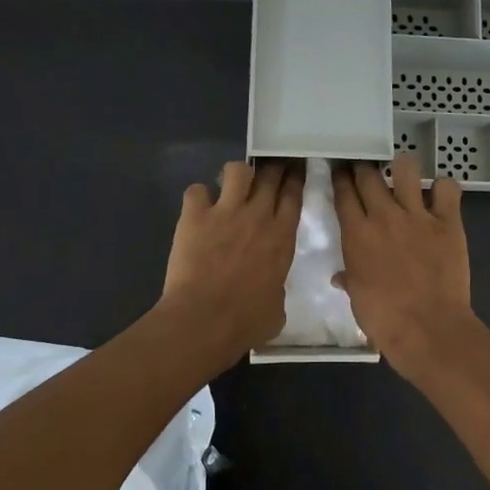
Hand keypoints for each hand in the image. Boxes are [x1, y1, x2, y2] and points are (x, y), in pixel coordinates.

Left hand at [159, 159, 304, 361]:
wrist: (204, 320)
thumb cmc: (246, 322)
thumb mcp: (277, 308)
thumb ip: (277, 288)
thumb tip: (271, 288)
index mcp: (282, 238)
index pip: (293, 195)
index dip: (295, 178)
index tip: (294, 169)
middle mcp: (258, 216)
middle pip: (270, 175)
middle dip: (271, 167)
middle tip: (268, 168)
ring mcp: (225, 212)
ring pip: (236, 171)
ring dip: (236, 175)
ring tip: (231, 186)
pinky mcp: (194, 216)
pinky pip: (196, 190)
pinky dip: (197, 197)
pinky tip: (197, 208)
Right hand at [331, 155, 478, 375]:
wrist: (427, 328)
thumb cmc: (384, 318)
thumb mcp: (357, 297)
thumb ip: (349, 278)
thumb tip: (340, 277)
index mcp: (356, 233)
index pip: (343, 192)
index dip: (340, 178)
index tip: (340, 171)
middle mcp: (384, 216)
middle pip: (368, 175)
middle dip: (364, 167)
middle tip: (365, 168)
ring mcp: (417, 216)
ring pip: (406, 169)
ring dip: (403, 166)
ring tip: (403, 172)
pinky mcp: (448, 223)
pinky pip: (447, 189)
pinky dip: (444, 188)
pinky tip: (440, 196)